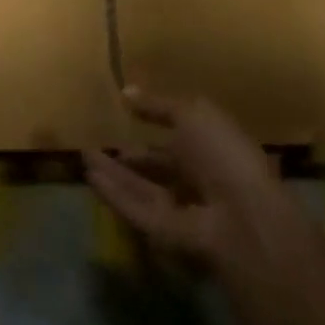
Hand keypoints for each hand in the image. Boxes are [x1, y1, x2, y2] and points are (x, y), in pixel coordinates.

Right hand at [84, 88, 288, 270]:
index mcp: (212, 149)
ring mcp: (181, 208)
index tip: (125, 113)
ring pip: (141, 188)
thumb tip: (126, 91)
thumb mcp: (192, 114)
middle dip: (130, 157)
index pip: (179, 136)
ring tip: (84, 155)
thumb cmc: (221, 153)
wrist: (240, 216)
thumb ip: (158, 104)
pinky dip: (113, 194)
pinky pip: (134, 209)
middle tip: (97, 143)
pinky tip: (90, 177)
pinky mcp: (164, 232)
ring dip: (113, 173)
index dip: (154, 124)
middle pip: (158, 167)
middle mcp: (197, 180)